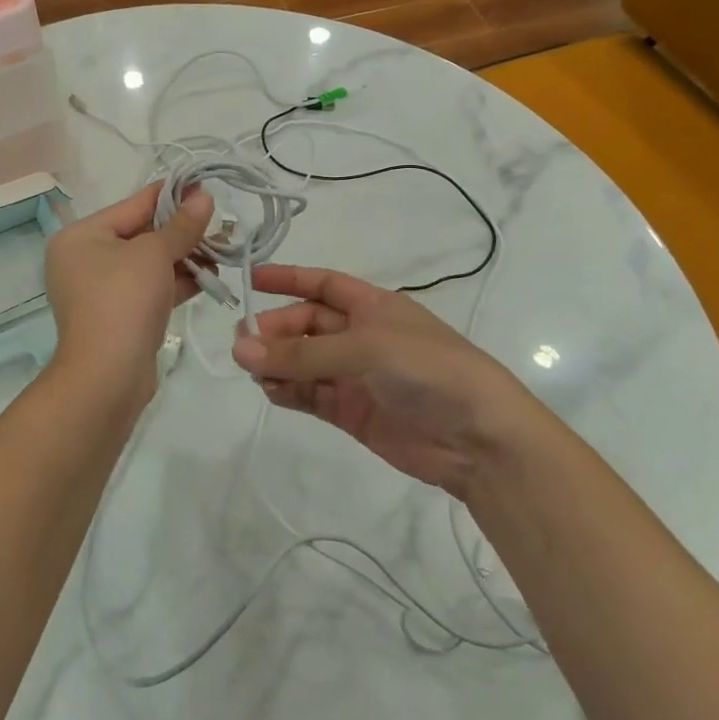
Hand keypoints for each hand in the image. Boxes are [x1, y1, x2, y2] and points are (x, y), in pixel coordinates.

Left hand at [45, 182, 213, 413]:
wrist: (107, 376)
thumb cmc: (123, 300)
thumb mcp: (154, 254)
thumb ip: (181, 226)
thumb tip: (203, 198)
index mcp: (81, 236)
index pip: (132, 205)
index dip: (170, 195)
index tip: (203, 185)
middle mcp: (85, 260)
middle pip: (140, 234)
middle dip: (181, 230)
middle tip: (220, 221)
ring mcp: (101, 291)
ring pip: (149, 264)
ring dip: (185, 256)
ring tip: (224, 248)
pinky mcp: (119, 317)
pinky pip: (151, 289)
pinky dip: (177, 282)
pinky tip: (211, 276)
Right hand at [230, 264, 542, 497]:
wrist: (479, 440)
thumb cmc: (428, 371)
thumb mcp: (365, 350)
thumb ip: (302, 355)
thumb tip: (239, 349)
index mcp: (373, 307)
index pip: (323, 284)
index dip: (288, 279)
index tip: (250, 279)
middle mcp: (361, 337)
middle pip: (307, 325)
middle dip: (276, 330)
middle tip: (244, 344)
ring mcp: (356, 376)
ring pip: (305, 363)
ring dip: (278, 363)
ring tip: (252, 371)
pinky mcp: (353, 412)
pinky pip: (311, 395)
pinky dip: (289, 392)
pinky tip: (271, 391)